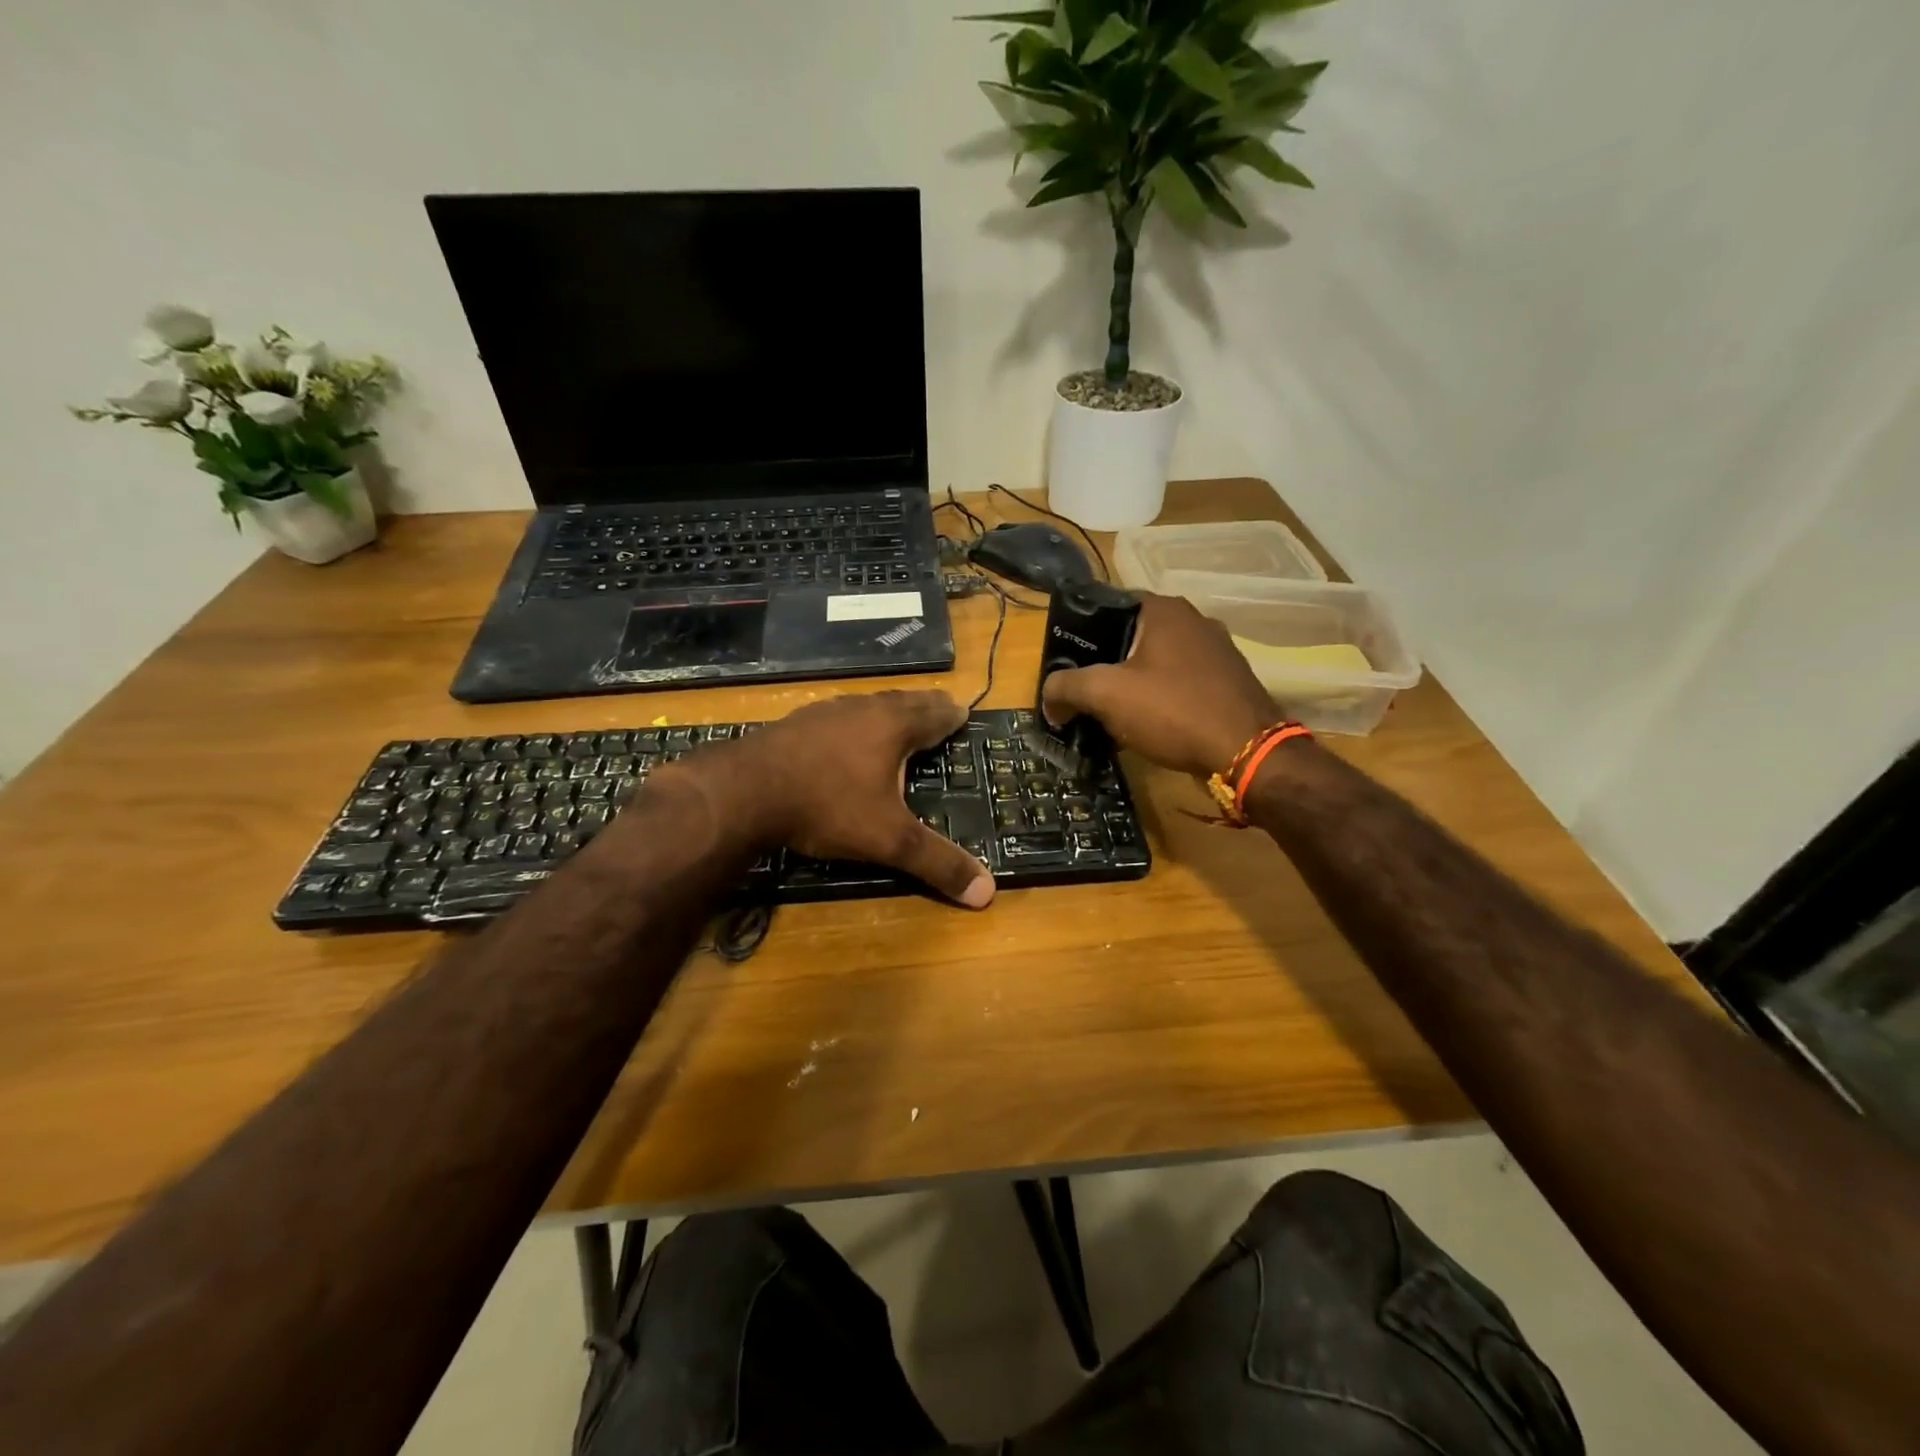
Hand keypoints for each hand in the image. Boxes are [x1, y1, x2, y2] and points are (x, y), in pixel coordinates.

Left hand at [677, 691, 995, 908]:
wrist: (744, 792)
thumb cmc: (828, 807)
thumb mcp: (889, 840)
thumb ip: (937, 863)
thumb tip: (988, 893)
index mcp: (894, 726)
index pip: (935, 714)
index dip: (952, 715)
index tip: (965, 713)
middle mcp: (863, 709)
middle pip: (904, 700)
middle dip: (925, 706)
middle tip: (941, 707)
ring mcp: (825, 712)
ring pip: (868, 704)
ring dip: (888, 710)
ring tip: (897, 718)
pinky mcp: (795, 722)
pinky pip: (838, 716)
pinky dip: (854, 722)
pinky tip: (843, 735)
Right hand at [1043, 593, 1279, 779]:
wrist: (1247, 753)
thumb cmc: (1173, 710)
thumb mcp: (1106, 695)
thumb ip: (1067, 688)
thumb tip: (1049, 699)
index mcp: (1164, 609)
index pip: (1107, 605)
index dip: (1079, 634)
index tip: (1062, 664)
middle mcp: (1193, 620)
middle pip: (1129, 636)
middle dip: (1102, 664)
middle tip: (1079, 693)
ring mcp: (1215, 651)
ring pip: (1154, 662)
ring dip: (1129, 685)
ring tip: (1106, 713)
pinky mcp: (1227, 682)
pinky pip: (1178, 683)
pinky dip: (1157, 699)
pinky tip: (1144, 725)